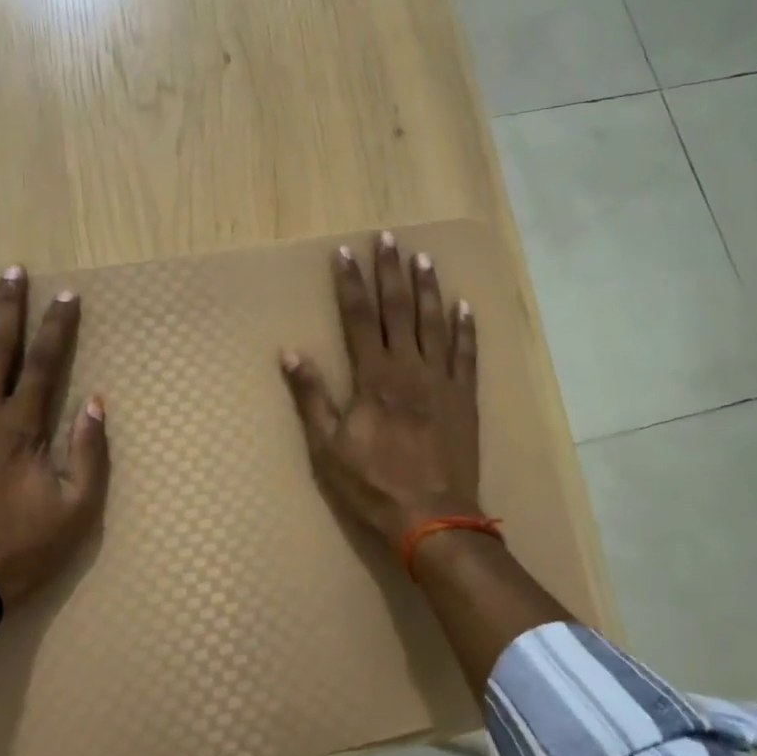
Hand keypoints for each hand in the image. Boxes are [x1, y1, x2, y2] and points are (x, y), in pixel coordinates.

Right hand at [280, 231, 481, 548]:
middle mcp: (409, 368)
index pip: (359, 317)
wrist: (432, 517)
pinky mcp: (464, 398)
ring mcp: (441, 381)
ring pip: (435, 323)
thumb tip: (290, 353)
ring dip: (428, 288)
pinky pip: (467, 355)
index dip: (351, 283)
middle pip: (399, 309)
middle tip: (389, 238)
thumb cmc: (373, 484)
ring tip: (424, 258)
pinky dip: (466, 329)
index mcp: (374, 377)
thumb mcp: (328, 447)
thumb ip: (312, 397)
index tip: (345, 252)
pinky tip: (465, 306)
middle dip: (390, 271)